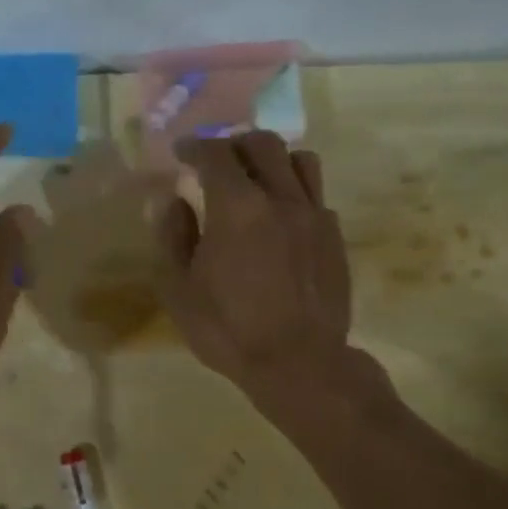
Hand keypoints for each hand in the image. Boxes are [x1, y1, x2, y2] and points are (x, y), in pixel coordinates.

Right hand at [156, 132, 352, 410]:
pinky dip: (294, 193)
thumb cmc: (228, 329)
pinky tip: (281, 218)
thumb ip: (173, 236)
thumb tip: (172, 200)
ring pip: (300, 161)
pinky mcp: (335, 238)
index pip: (216, 154)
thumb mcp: (179, 289)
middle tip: (216, 160)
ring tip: (256, 179)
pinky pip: (316, 196)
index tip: (181, 153)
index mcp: (237, 206)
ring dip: (273, 160)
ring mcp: (314, 216)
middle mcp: (281, 198)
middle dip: (234, 144)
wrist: (299, 364)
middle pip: (263, 144)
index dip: (195, 147)